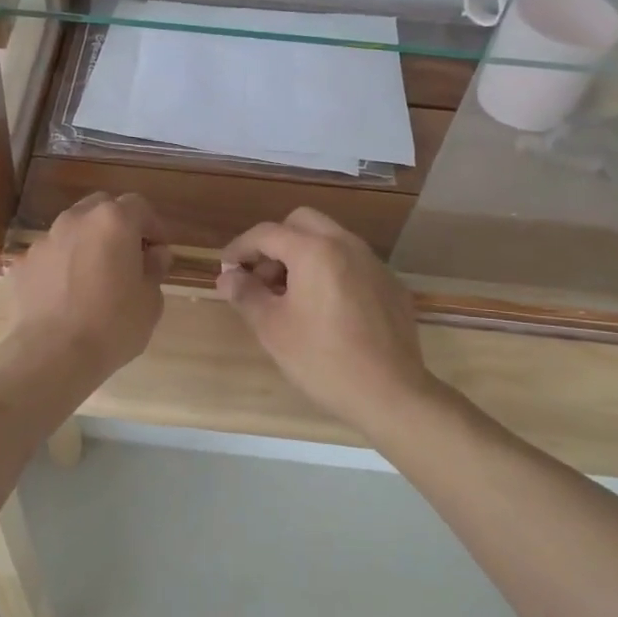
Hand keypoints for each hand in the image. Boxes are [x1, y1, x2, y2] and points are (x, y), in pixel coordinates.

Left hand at [7, 192, 171, 384]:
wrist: (50, 355)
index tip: (158, 252)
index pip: (139, 206)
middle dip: (117, 227)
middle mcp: (76, 220)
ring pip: (72, 231)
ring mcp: (44, 241)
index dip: (152, 227)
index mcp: (113, 221)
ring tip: (93, 281)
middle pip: (101, 209)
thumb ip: (154, 269)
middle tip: (127, 259)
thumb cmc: (112, 326)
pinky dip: (60, 268)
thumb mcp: (151, 301)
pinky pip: (49, 258)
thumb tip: (153, 255)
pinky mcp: (21, 264)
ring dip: (86, 245)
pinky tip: (64, 298)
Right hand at [216, 207, 437, 435]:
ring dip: (303, 254)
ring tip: (289, 294)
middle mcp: (346, 244)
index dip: (240, 248)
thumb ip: (246, 294)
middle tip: (261, 276)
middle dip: (275, 242)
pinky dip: (330, 270)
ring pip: (330, 239)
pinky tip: (325, 308)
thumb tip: (228, 277)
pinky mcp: (391, 284)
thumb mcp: (272, 328)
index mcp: (314, 250)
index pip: (267, 233)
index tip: (226, 269)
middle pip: (302, 222)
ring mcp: (374, 263)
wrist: (391, 394)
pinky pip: (352, 262)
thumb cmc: (322, 359)